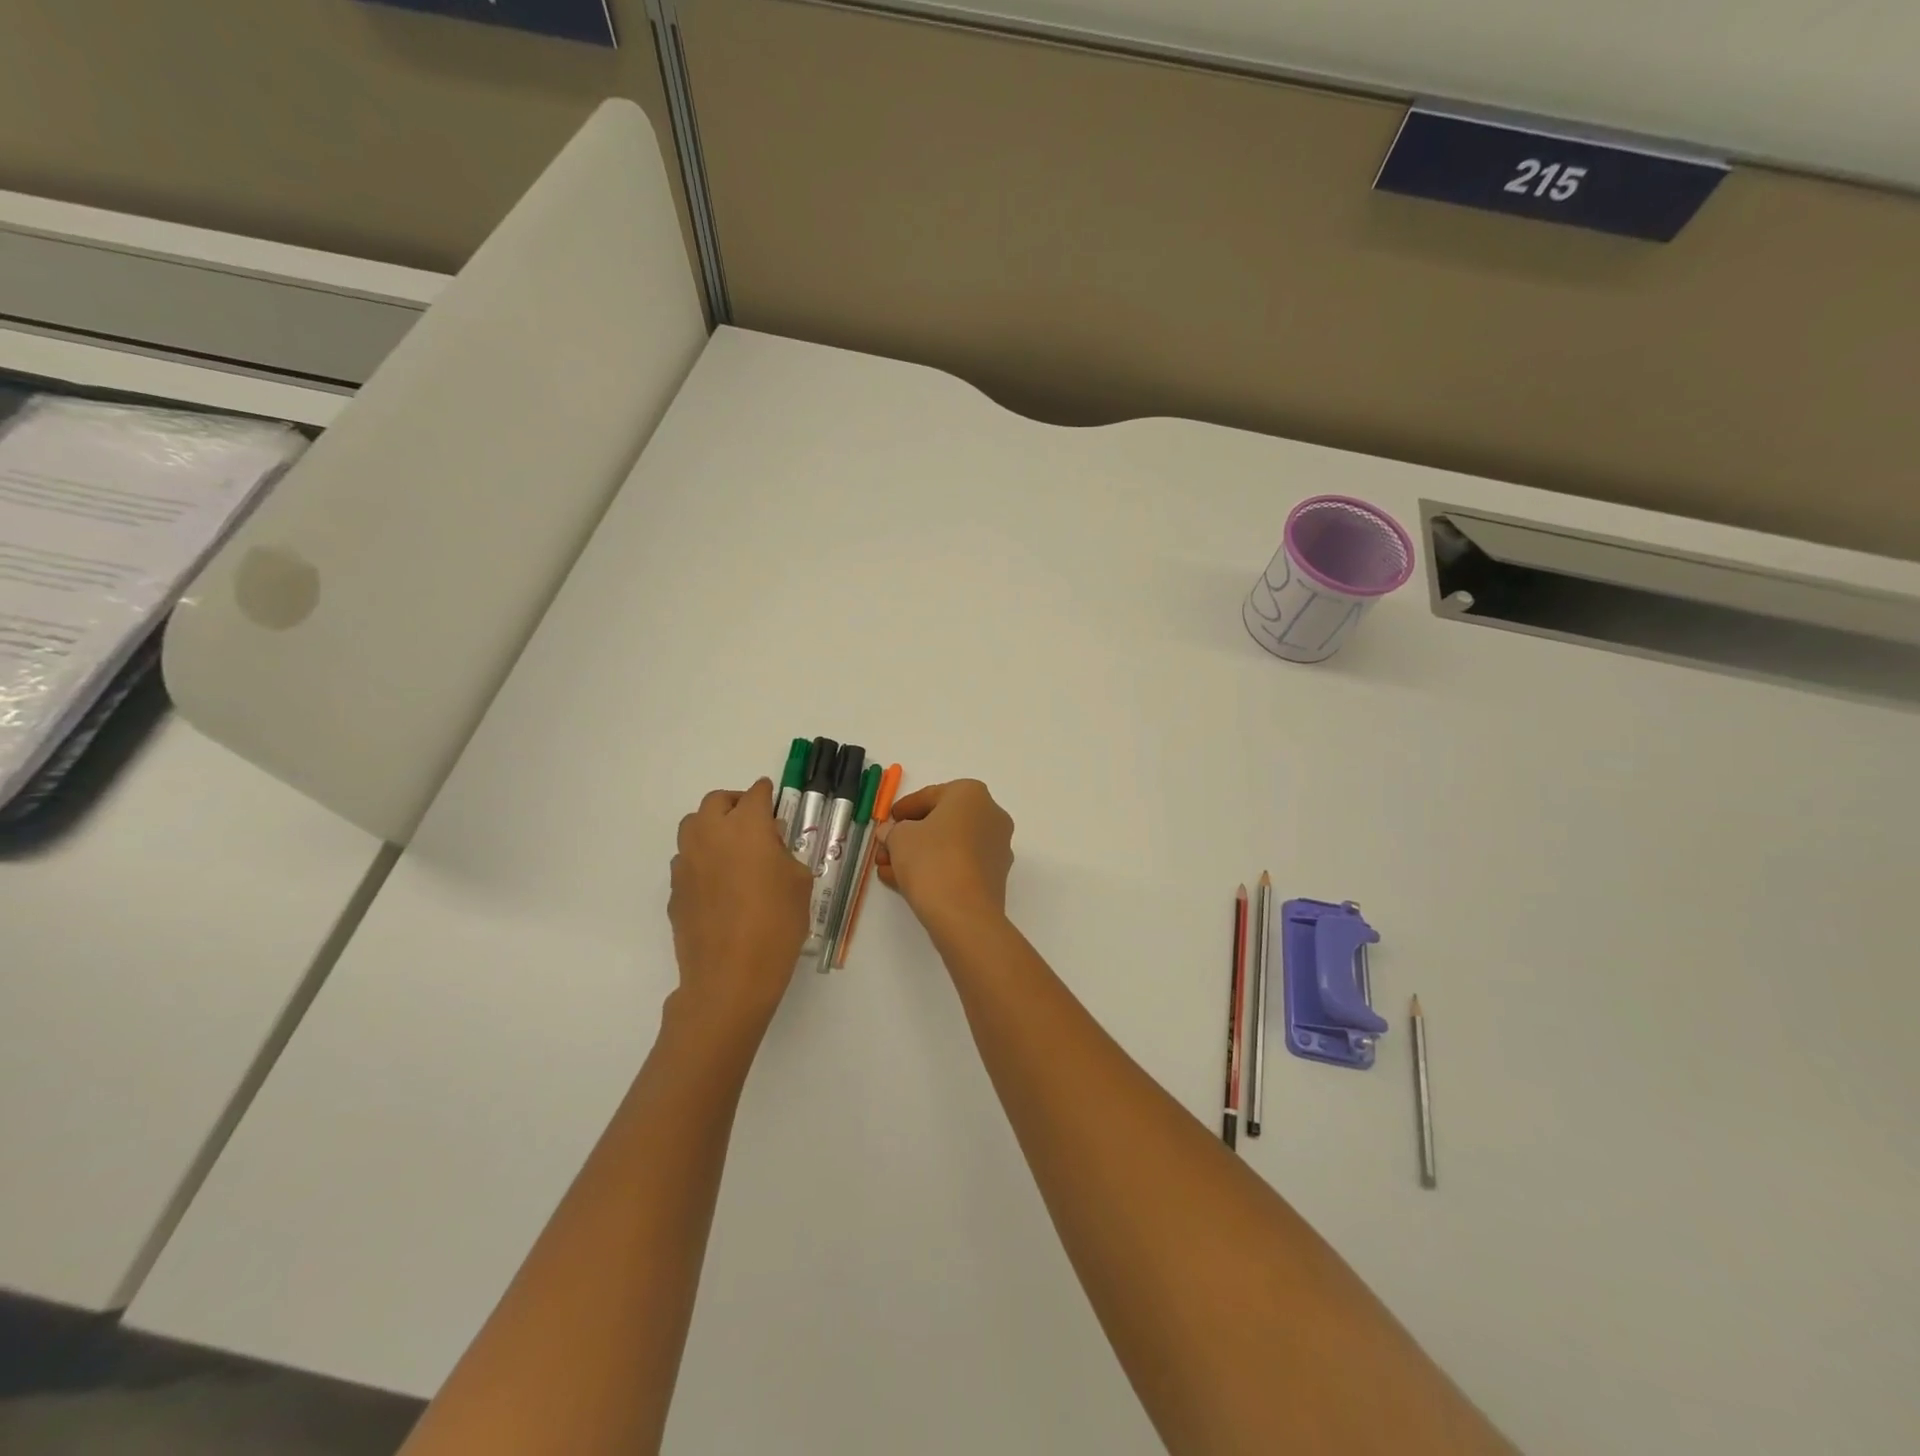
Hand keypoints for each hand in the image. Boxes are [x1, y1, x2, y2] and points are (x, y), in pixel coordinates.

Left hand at [669, 779, 811, 1031]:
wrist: (730, 976)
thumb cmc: (776, 925)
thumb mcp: (799, 883)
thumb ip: (784, 854)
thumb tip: (769, 846)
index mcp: (747, 827)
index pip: (756, 795)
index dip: (767, 794)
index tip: (773, 798)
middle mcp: (711, 835)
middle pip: (716, 801)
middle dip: (735, 804)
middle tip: (753, 821)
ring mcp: (687, 862)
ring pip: (693, 826)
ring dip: (712, 827)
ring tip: (732, 848)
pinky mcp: (674, 889)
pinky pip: (687, 860)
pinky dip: (702, 859)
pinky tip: (719, 883)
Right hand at [877, 779, 1014, 926]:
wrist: (964, 913)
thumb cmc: (931, 859)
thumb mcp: (899, 838)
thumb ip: (892, 830)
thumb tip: (891, 833)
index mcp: (971, 794)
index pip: (930, 795)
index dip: (903, 809)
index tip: (887, 821)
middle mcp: (991, 815)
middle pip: (941, 822)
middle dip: (909, 836)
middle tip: (885, 849)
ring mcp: (996, 847)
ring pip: (949, 846)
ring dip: (918, 855)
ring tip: (888, 869)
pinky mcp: (994, 876)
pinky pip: (959, 865)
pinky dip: (935, 869)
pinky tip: (906, 883)